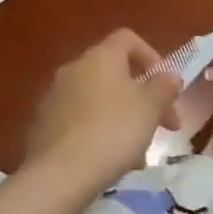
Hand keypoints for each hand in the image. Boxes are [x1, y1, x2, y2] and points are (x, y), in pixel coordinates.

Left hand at [26, 29, 181, 195]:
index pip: (127, 39)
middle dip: (141, 96)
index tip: (165, 86)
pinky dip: (97, 131)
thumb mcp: (150, 108)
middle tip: (162, 125)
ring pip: (97, 99)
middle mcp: (74, 68)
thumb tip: (170, 76)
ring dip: (121, 116)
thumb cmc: (113, 131)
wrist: (59, 174)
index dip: (151, 56)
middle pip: (114, 72)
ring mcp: (54, 96)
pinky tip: (109, 159)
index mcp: (100, 56)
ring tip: (138, 151)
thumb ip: (163, 87)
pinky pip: (79, 120)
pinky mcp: (43, 124)